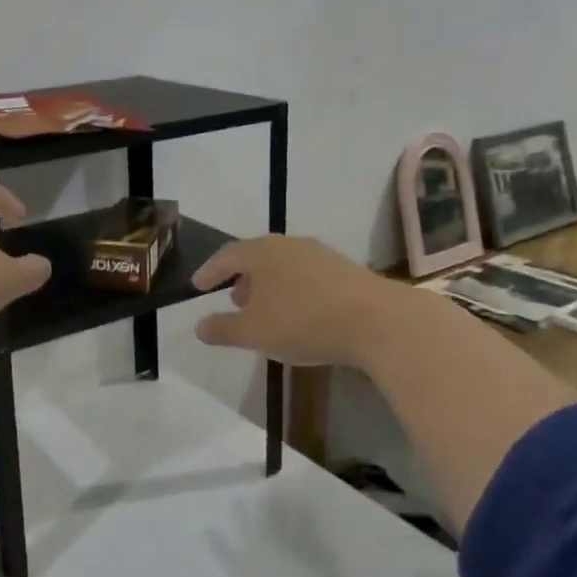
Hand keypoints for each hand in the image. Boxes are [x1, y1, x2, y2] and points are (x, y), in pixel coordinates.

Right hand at [190, 236, 391, 366]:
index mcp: (261, 252)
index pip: (226, 256)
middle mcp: (288, 245)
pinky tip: (299, 313)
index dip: (210, 271)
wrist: (378, 321)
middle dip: (242, 278)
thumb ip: (223, 329)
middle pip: (256, 257)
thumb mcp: (254, 332)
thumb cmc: (303, 321)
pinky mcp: (345, 270)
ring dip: (269, 285)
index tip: (197, 286)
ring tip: (266, 310)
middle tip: (233, 300)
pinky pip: (306, 276)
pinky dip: (293, 290)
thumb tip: (199, 327)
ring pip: (283, 266)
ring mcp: (320, 255)